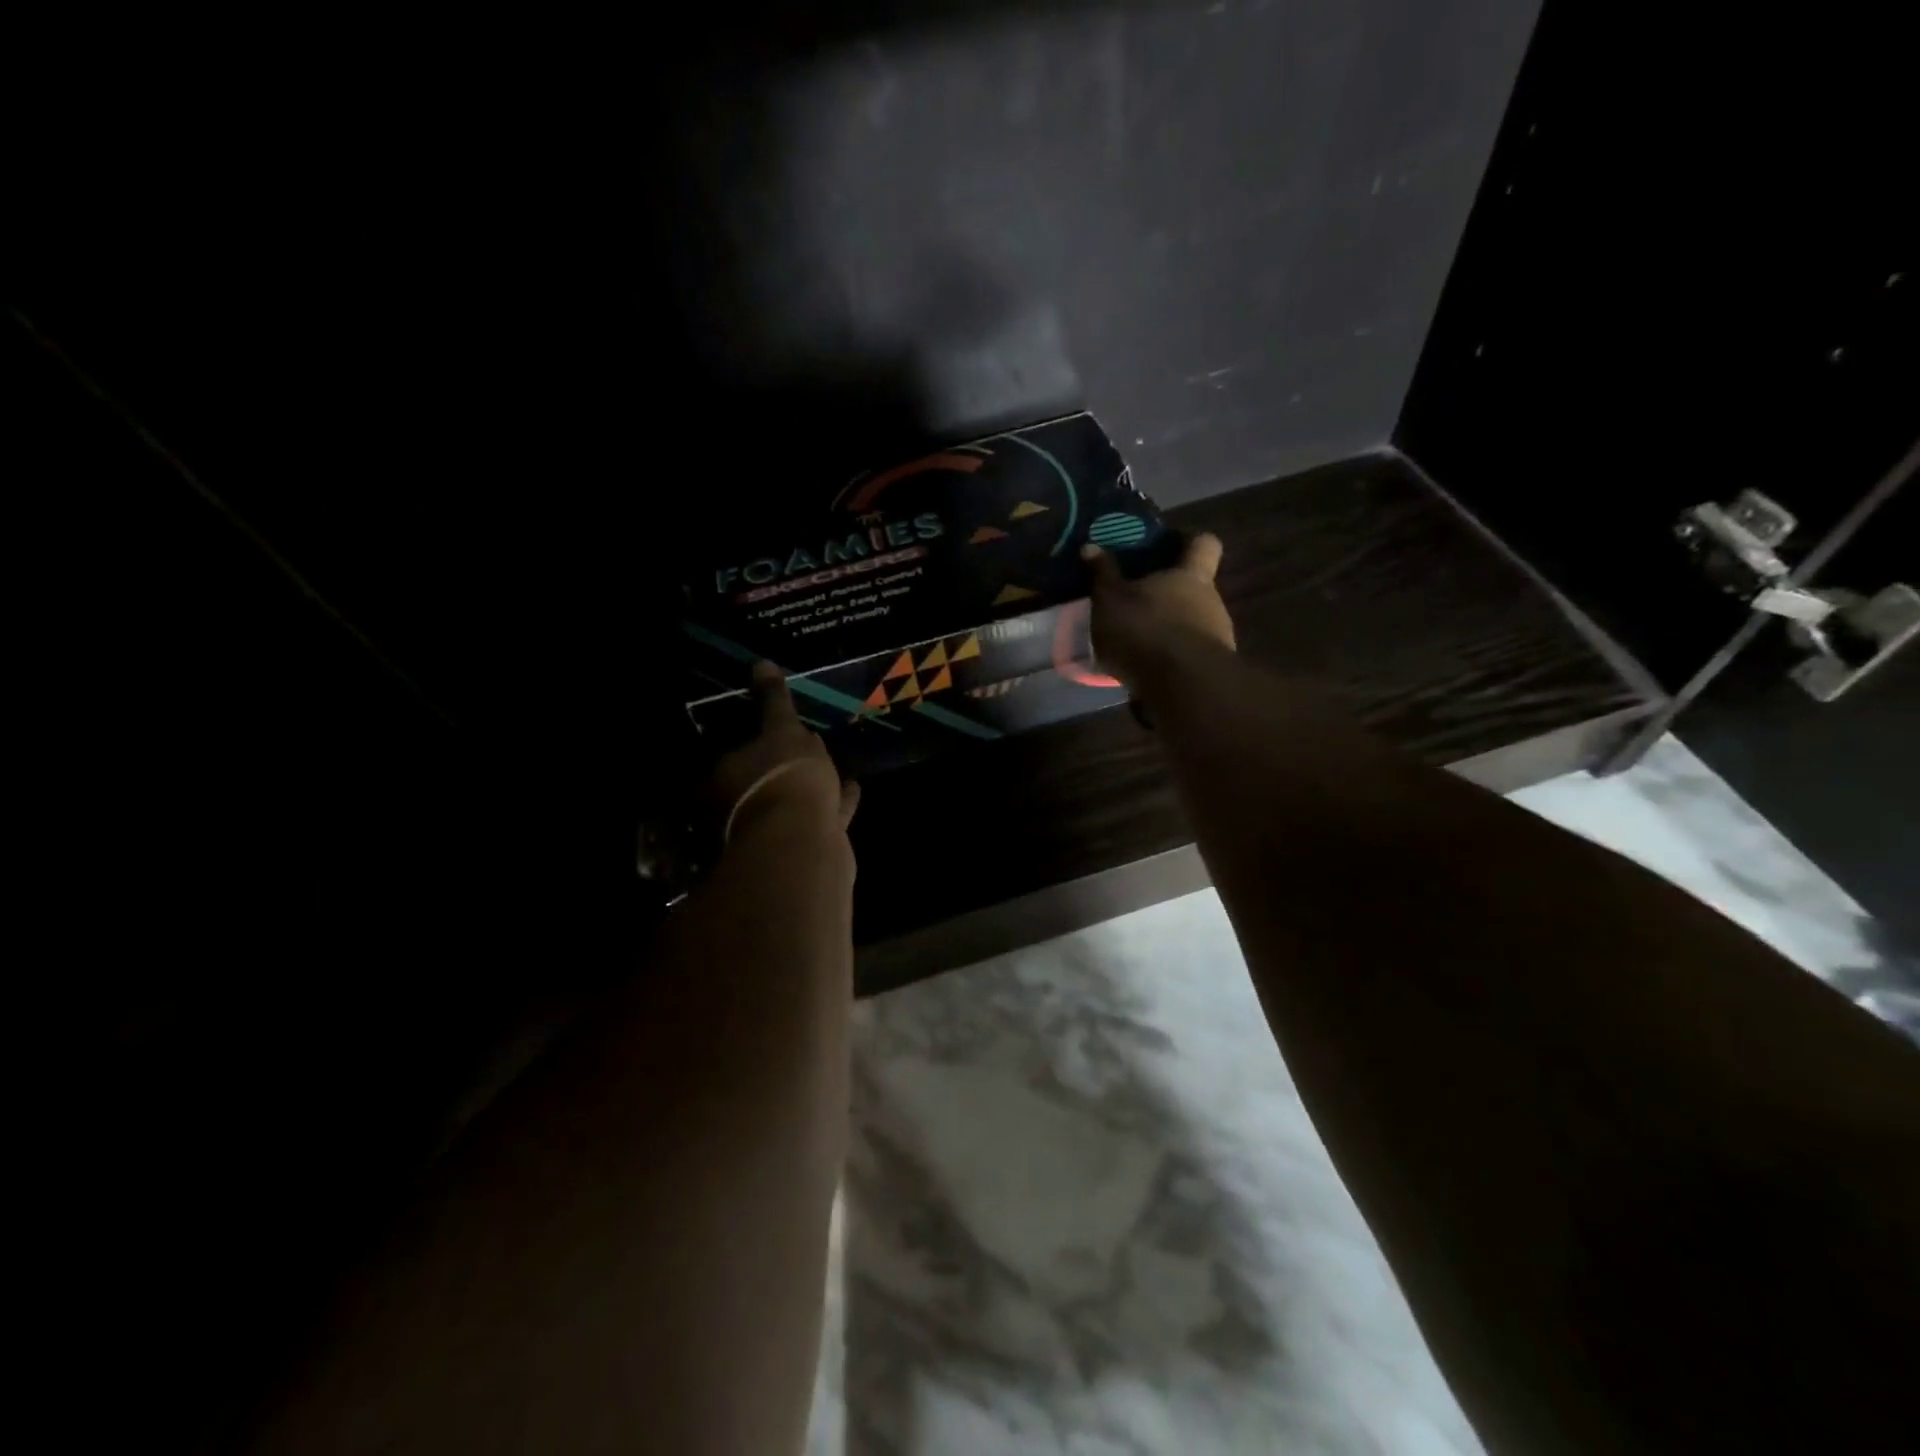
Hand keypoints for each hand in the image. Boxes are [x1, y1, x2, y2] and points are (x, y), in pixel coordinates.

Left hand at [712, 662, 860, 841]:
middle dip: (784, 766)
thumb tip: (761, 663)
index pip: (738, 753)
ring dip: (813, 785)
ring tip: (834, 765)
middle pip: (764, 781)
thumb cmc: (786, 777)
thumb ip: (774, 701)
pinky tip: (855, 788)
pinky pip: (823, 817)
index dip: (758, 740)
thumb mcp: (783, 730)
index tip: (778, 729)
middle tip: (806, 746)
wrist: (805, 843)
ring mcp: (776, 830)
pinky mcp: (806, 846)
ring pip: (795, 801)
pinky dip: (837, 803)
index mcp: (729, 776)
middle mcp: (744, 806)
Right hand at [1081, 532, 1235, 692]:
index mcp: (1191, 575)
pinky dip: (1167, 658)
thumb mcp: (1110, 600)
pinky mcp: (1209, 671)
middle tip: (1134, 601)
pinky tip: (1142, 670)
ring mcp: (1216, 638)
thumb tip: (1091, 546)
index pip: (1203, 543)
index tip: (1166, 544)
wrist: (1181, 687)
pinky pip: (1186, 656)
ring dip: (1166, 629)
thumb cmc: (1145, 629)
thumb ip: (1102, 575)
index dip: (1187, 540)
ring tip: (1133, 642)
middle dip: (1167, 594)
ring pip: (1190, 623)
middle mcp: (1211, 601)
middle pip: (1194, 588)